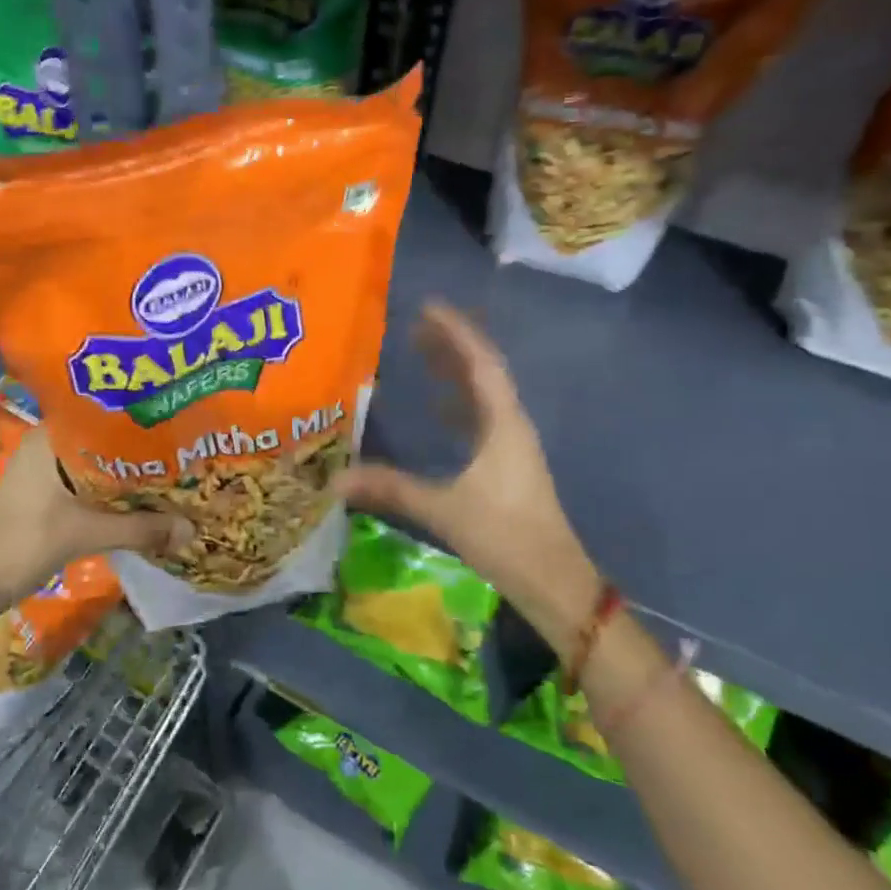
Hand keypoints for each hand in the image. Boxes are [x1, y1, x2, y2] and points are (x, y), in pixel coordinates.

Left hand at [0, 430, 189, 619]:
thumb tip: (191, 529)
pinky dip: (115, 494)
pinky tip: (144, 502)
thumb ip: (140, 529)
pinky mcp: (47, 498)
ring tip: (173, 473)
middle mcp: (48, 447)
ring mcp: (46, 474)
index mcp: (50, 438)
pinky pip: (91, 487)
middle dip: (142, 450)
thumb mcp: (85, 534)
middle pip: (105, 441)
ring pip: (99, 466)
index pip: (103, 412)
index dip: (140, 416)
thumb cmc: (21, 543)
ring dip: (130, 475)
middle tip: (185, 450)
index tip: (176, 419)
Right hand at [338, 300, 600, 646]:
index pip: (480, 363)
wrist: (554, 582)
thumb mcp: (445, 510)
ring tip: (421, 354)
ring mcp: (512, 446)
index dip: (455, 332)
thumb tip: (336, 478)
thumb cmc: (506, 537)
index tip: (427, 307)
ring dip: (455, 371)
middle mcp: (511, 426)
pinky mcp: (507, 465)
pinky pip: (480, 418)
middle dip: (450, 345)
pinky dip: (457, 403)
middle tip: (413, 326)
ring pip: (482, 395)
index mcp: (504, 424)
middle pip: (482, 372)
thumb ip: (392, 490)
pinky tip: (436, 409)